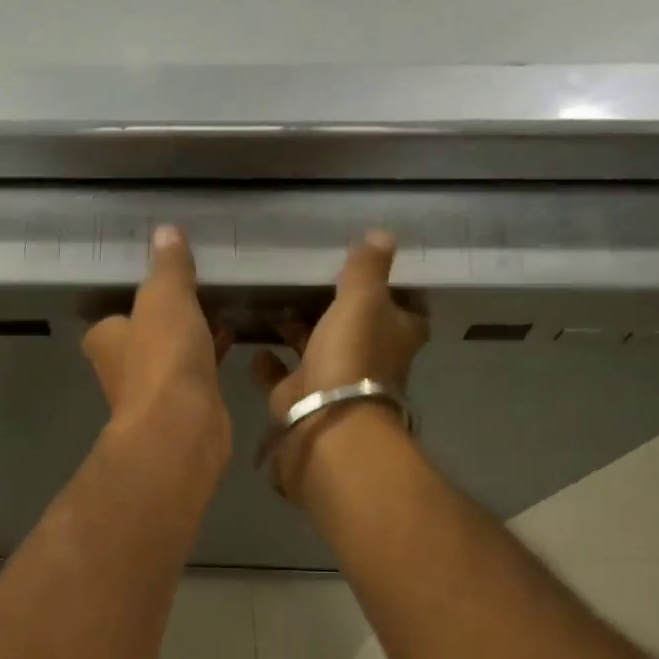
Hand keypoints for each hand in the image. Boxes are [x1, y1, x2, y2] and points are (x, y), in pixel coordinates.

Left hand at [83, 226, 232, 477]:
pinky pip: (195, 374)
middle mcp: (121, 369)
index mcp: (106, 340)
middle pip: (141, 339)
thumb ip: (167, 267)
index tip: (153, 288)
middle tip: (191, 296)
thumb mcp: (165, 298)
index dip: (130, 305)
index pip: (110, 320)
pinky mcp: (183, 409)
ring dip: (188, 340)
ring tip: (217, 310)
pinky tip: (232, 340)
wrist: (182, 426)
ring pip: (170, 358)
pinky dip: (209, 357)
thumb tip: (166, 231)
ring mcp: (152, 393)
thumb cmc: (162, 358)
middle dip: (163, 323)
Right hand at [252, 231, 428, 499]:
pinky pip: (280, 377)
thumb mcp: (363, 301)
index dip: (393, 291)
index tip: (370, 271)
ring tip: (272, 307)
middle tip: (308, 281)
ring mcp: (331, 382)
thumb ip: (367, 269)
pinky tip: (253, 346)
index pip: (405, 309)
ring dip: (297, 332)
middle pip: (355, 329)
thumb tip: (382, 234)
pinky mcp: (297, 400)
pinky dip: (268, 363)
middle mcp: (366, 359)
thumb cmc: (351, 358)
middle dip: (335, 309)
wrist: (323, 424)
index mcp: (394, 335)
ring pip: (315, 350)